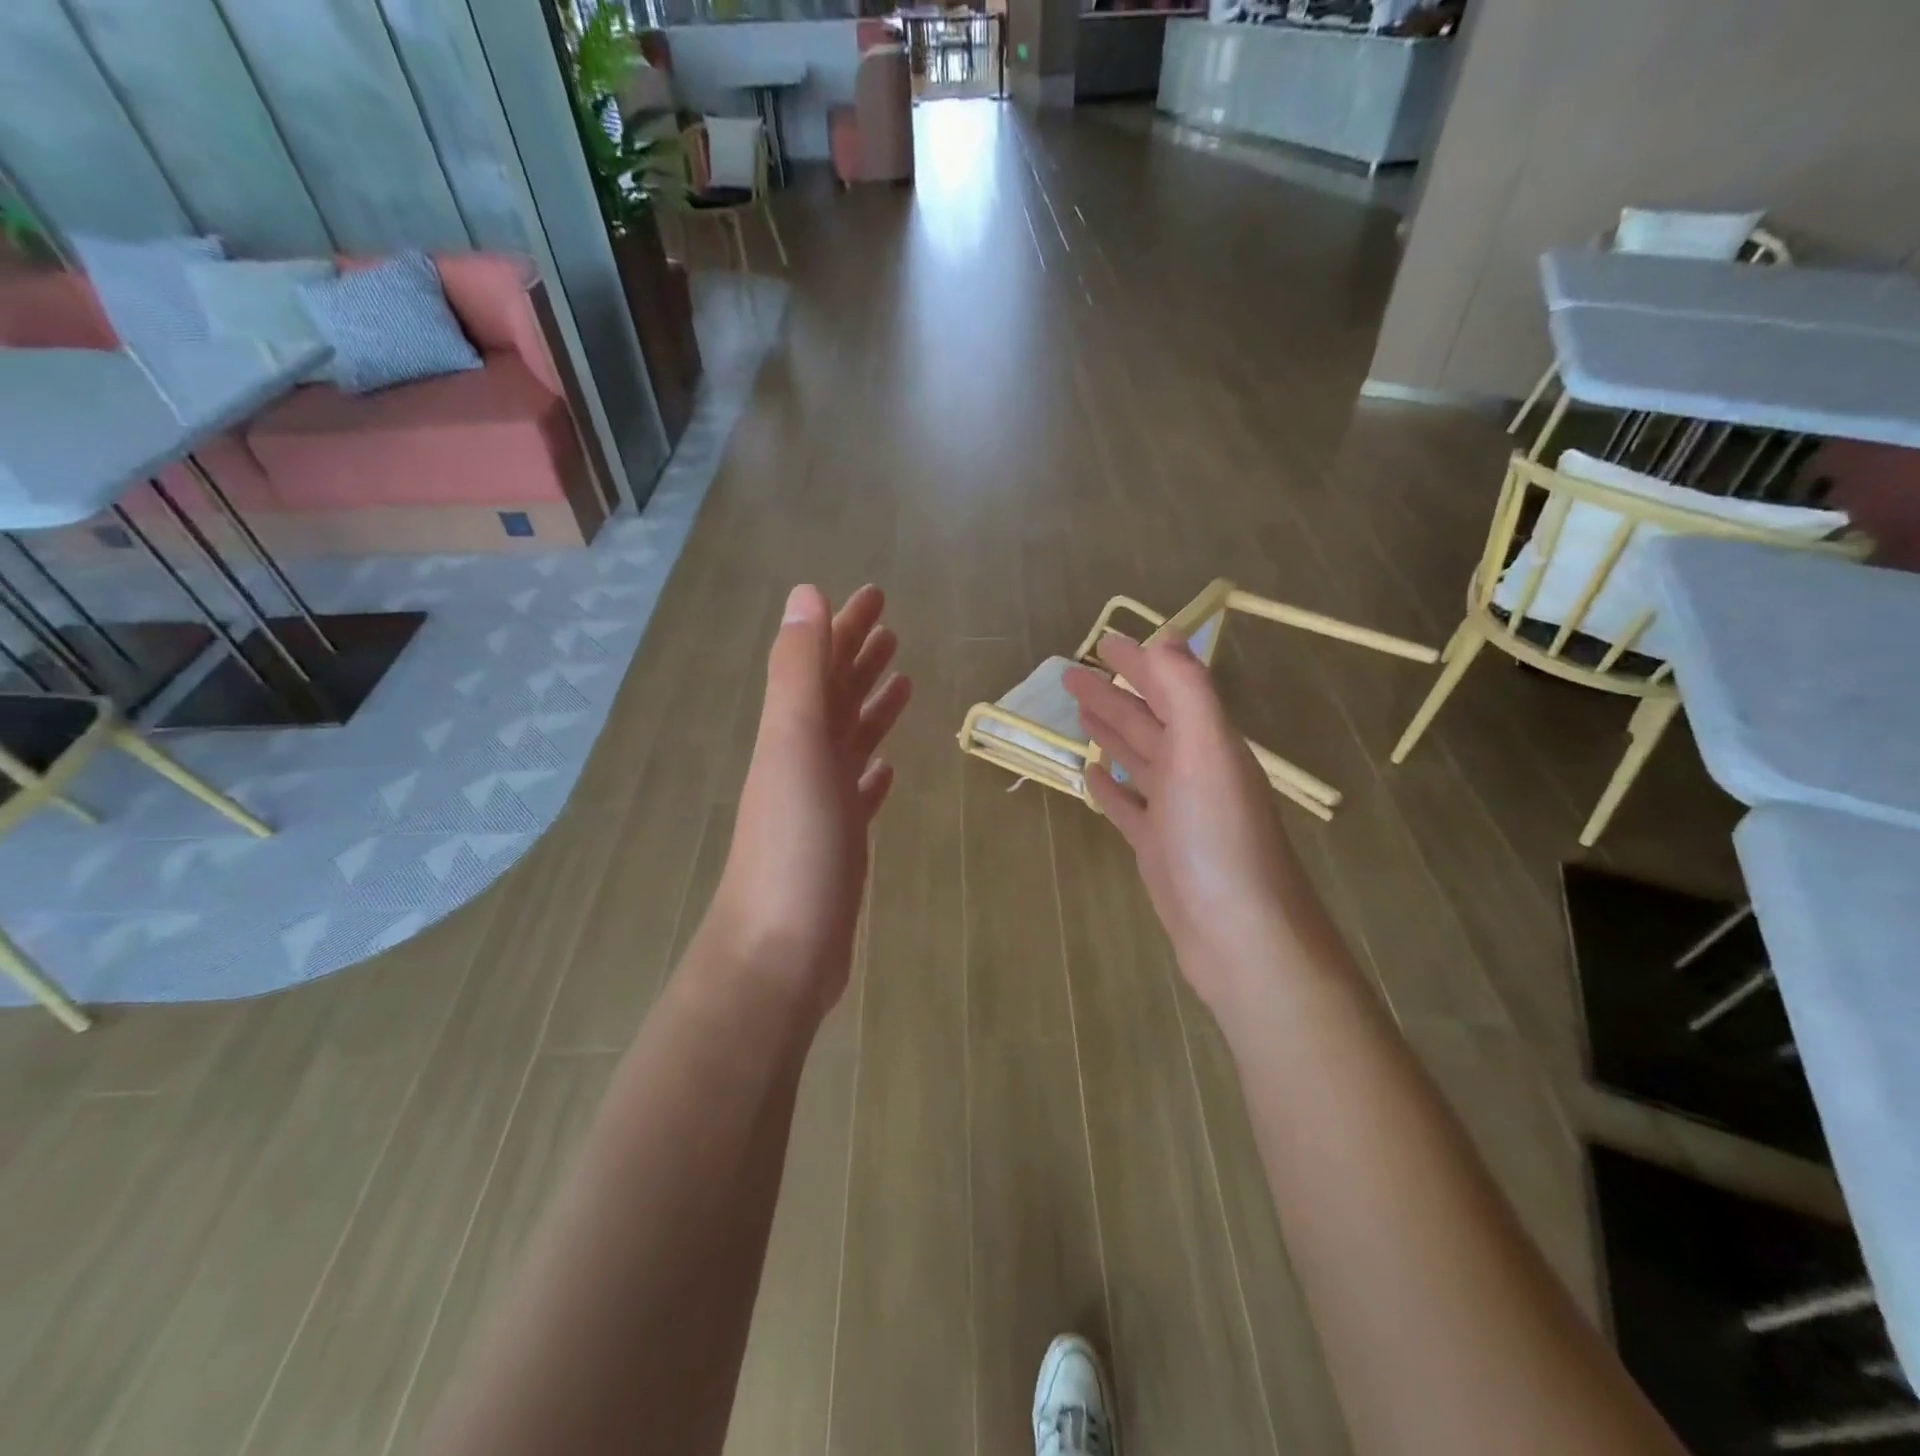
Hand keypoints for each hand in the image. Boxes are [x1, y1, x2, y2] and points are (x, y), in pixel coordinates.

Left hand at [708, 584, 911, 1013]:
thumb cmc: (793, 847)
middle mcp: (803, 761)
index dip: (846, 626)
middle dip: (860, 658)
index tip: (876, 594)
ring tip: (903, 682)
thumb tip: (805, 594)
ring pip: (850, 741)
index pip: (821, 663)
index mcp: (792, 733)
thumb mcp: (793, 747)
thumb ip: (799, 673)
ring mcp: (821, 804)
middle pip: (835, 697)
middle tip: (894, 629)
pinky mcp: (840, 843)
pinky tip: (886, 768)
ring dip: (870, 708)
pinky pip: (858, 793)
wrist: (779, 952)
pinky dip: (871, 772)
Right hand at [1063, 634, 1324, 1012]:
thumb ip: (1187, 692)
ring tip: (1079, 711)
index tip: (1102, 640)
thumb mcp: (1206, 752)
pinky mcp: (1158, 848)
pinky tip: (1090, 775)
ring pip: (1137, 758)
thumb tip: (1167, 637)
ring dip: (1111, 731)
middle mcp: (1195, 770)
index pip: (1170, 688)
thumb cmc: (1218, 838)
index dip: (1139, 662)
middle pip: (1149, 720)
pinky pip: (1129, 806)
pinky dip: (1110, 786)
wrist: (1238, 934)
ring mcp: (1176, 811)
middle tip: (1070, 673)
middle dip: (1113, 693)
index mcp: (1208, 742)